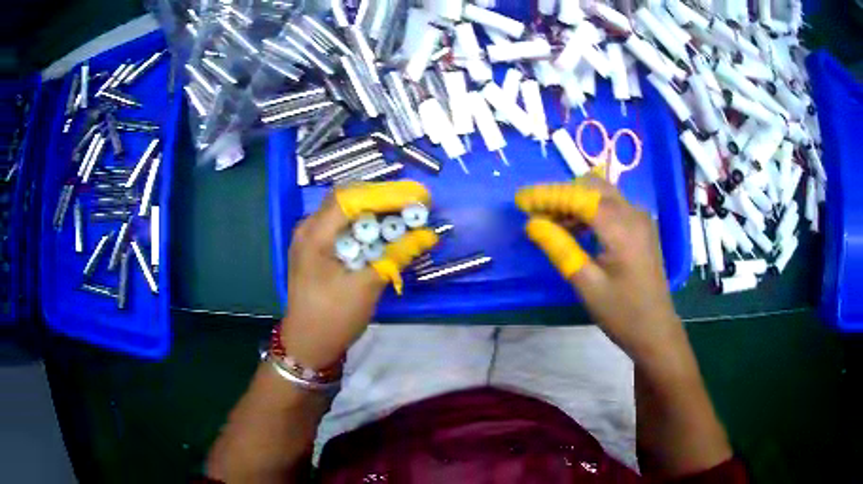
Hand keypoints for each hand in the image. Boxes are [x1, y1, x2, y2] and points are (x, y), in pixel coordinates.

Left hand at [281, 181, 437, 368]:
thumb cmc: (333, 318)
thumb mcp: (366, 286)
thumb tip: (428, 234)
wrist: (307, 345)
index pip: (352, 198)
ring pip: (345, 212)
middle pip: (347, 199)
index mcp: (315, 234)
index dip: (386, 193)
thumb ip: (395, 255)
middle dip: (382, 198)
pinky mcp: (317, 249)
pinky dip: (365, 225)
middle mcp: (309, 228)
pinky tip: (384, 231)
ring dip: (375, 211)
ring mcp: (311, 238)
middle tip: (414, 204)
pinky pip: (342, 227)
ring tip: (405, 214)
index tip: (417, 197)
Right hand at [516, 177, 683, 361]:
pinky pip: (611, 207)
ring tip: (550, 223)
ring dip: (575, 202)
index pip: (580, 197)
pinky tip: (575, 230)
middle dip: (562, 195)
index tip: (520, 200)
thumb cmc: (622, 313)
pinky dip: (590, 211)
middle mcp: (633, 214)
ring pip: (602, 194)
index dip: (548, 195)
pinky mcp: (641, 227)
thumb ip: (560, 249)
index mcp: (622, 228)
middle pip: (592, 187)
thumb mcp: (587, 285)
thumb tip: (532, 224)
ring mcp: (640, 219)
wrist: (656, 330)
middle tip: (536, 214)